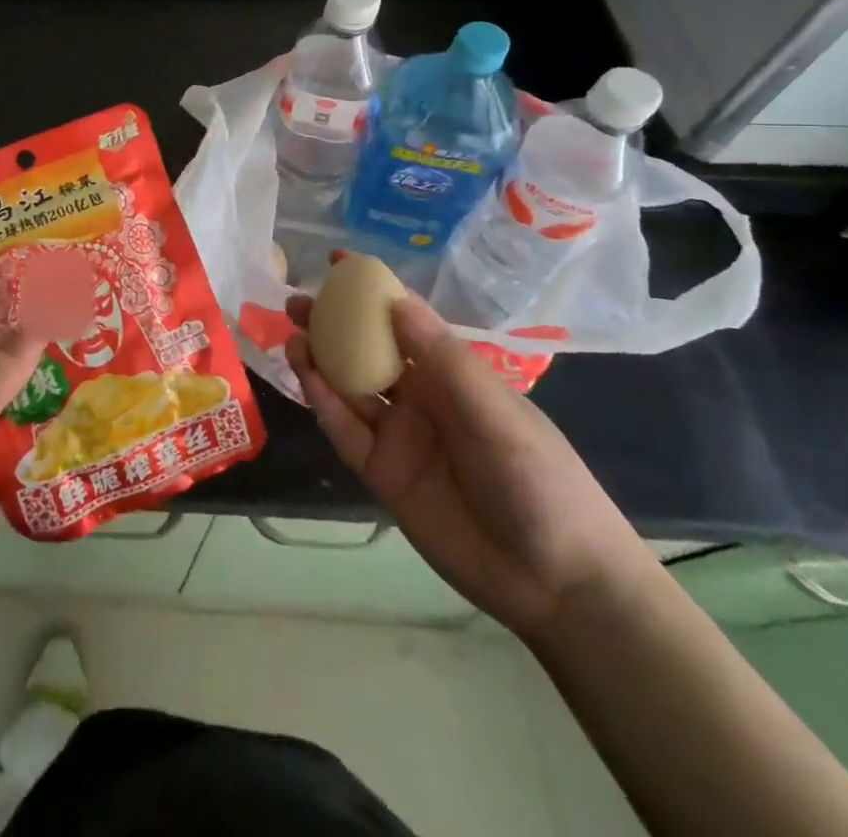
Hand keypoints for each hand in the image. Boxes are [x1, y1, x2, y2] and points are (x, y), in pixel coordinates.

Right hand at [287, 271, 650, 639]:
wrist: (555, 582)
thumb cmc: (538, 480)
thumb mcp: (495, 412)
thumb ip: (440, 358)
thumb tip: (394, 299)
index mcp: (453, 376)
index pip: (404, 322)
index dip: (372, 292)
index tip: (338, 264)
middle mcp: (421, 399)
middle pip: (366, 352)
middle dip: (332, 325)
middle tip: (296, 302)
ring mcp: (399, 436)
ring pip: (349, 388)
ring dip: (319, 361)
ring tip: (292, 335)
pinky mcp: (381, 473)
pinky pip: (345, 431)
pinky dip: (323, 403)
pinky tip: (306, 378)